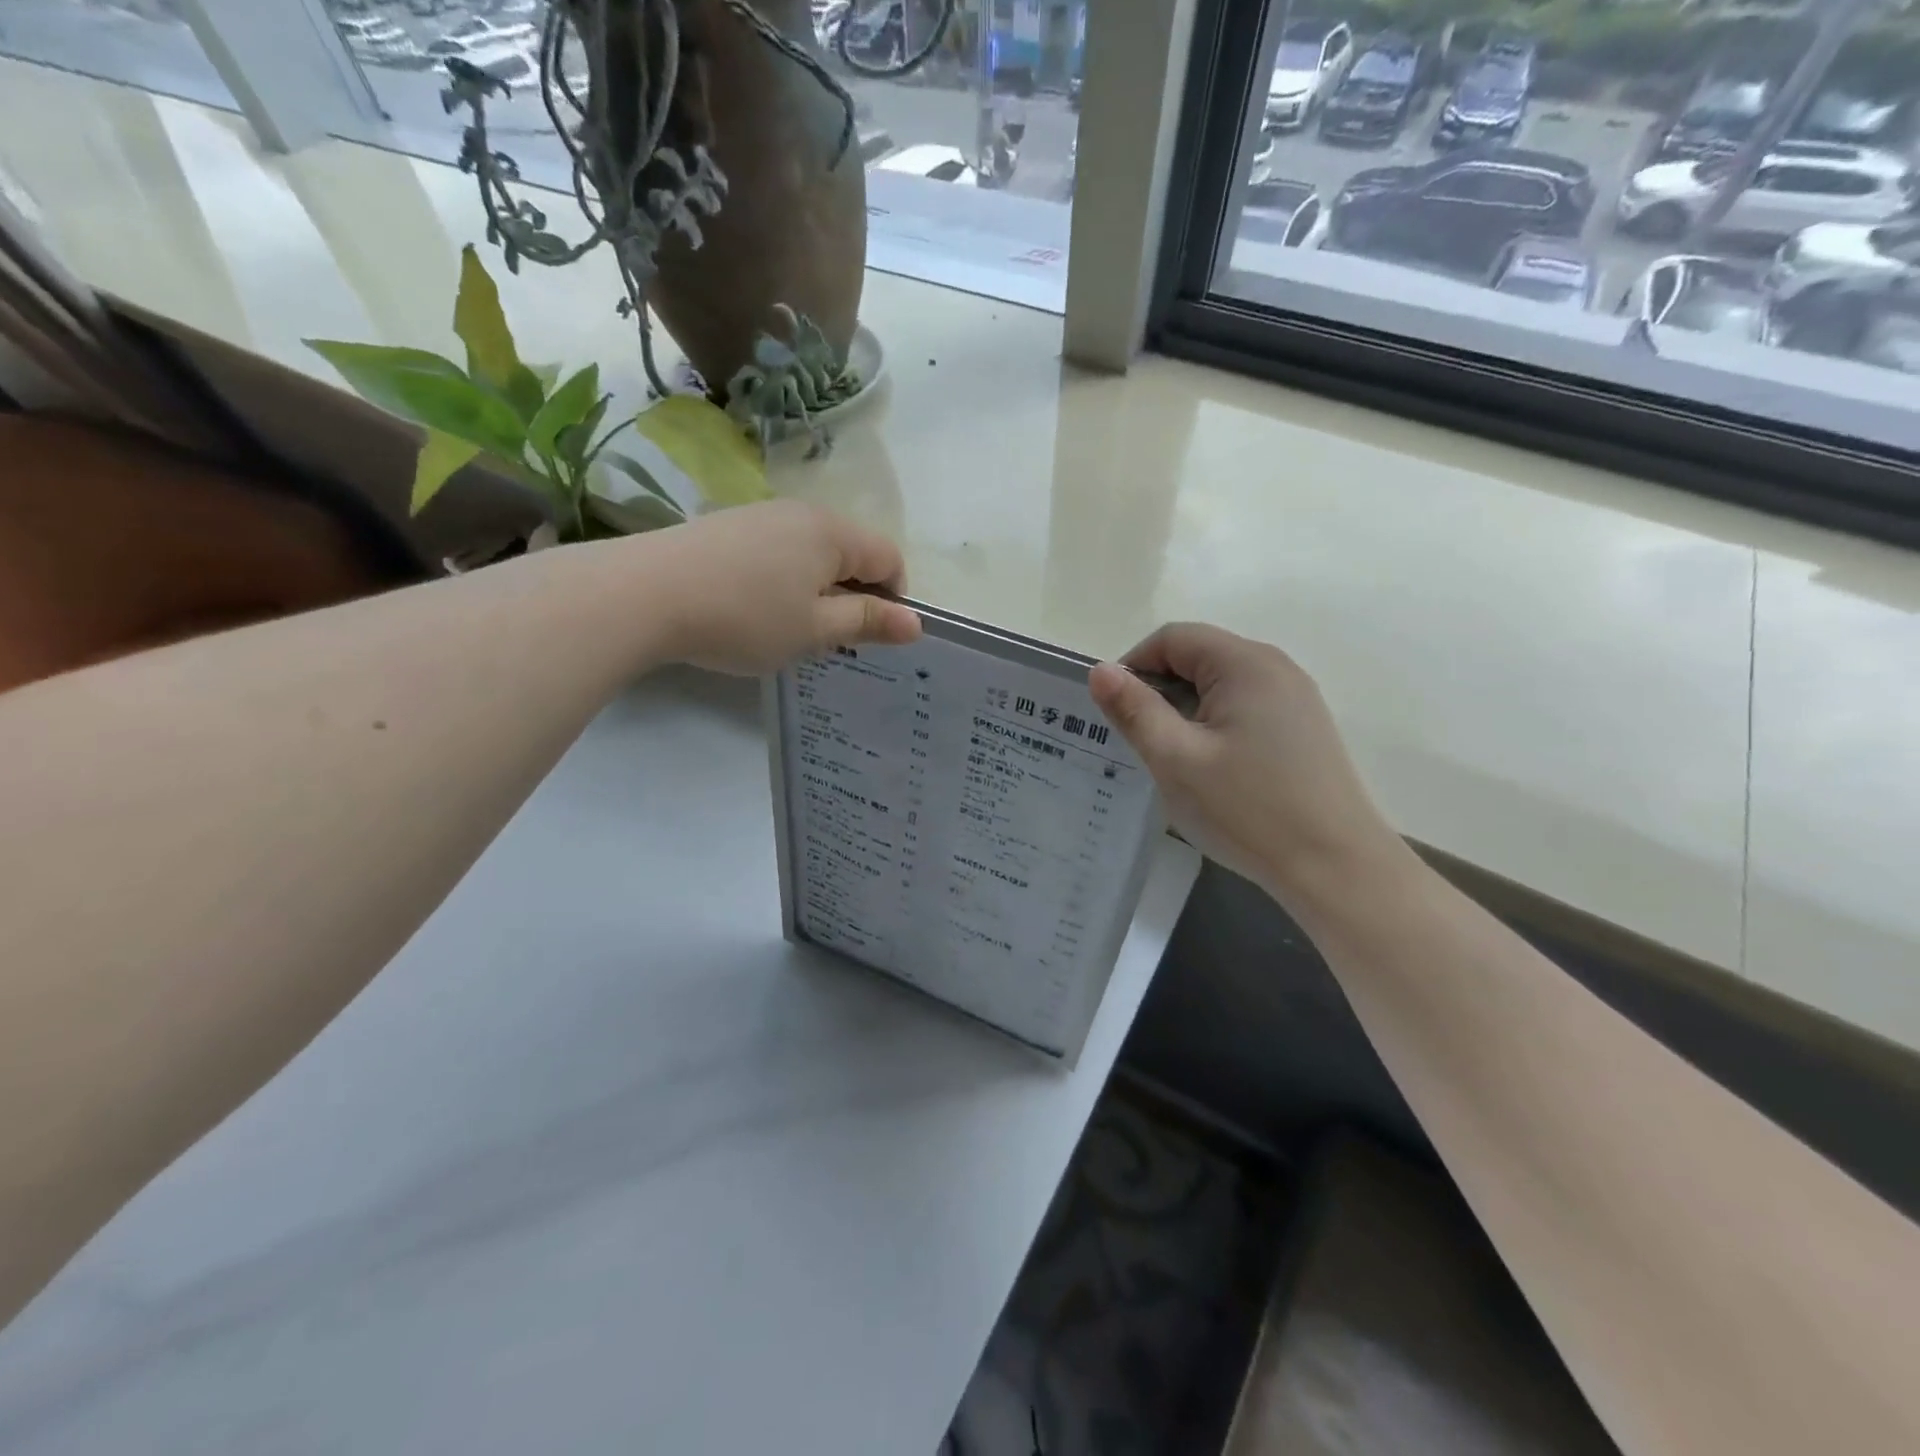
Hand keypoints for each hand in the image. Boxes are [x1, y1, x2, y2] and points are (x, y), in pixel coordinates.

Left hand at [643, 501, 921, 674]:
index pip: (889, 557)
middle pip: (850, 552)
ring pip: (812, 553)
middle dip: (853, 595)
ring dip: (817, 590)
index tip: (871, 636)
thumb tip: (916, 623)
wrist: (643, 595)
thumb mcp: (815, 630)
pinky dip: (783, 582)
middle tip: (830, 639)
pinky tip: (753, 610)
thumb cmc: (745, 617)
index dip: (894, 598)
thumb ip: (868, 623)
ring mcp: (760, 516)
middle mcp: (801, 513)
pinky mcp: (727, 527)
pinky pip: (777, 553)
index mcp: (832, 532)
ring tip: (789, 628)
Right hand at [1088, 624, 1407, 908]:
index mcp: (1244, 663)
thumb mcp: (1175, 759)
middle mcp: (1275, 667)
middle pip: (1198, 657)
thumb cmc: (1247, 809)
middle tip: (1141, 744)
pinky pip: (1243, 709)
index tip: (1116, 715)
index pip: (1172, 638)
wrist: (1336, 868)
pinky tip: (1212, 771)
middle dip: (1159, 692)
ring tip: (1173, 761)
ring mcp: (1295, 698)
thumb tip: (1099, 670)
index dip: (1133, 667)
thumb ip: (1134, 709)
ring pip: (1219, 686)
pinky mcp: (1303, 728)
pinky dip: (1214, 727)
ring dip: (1185, 712)